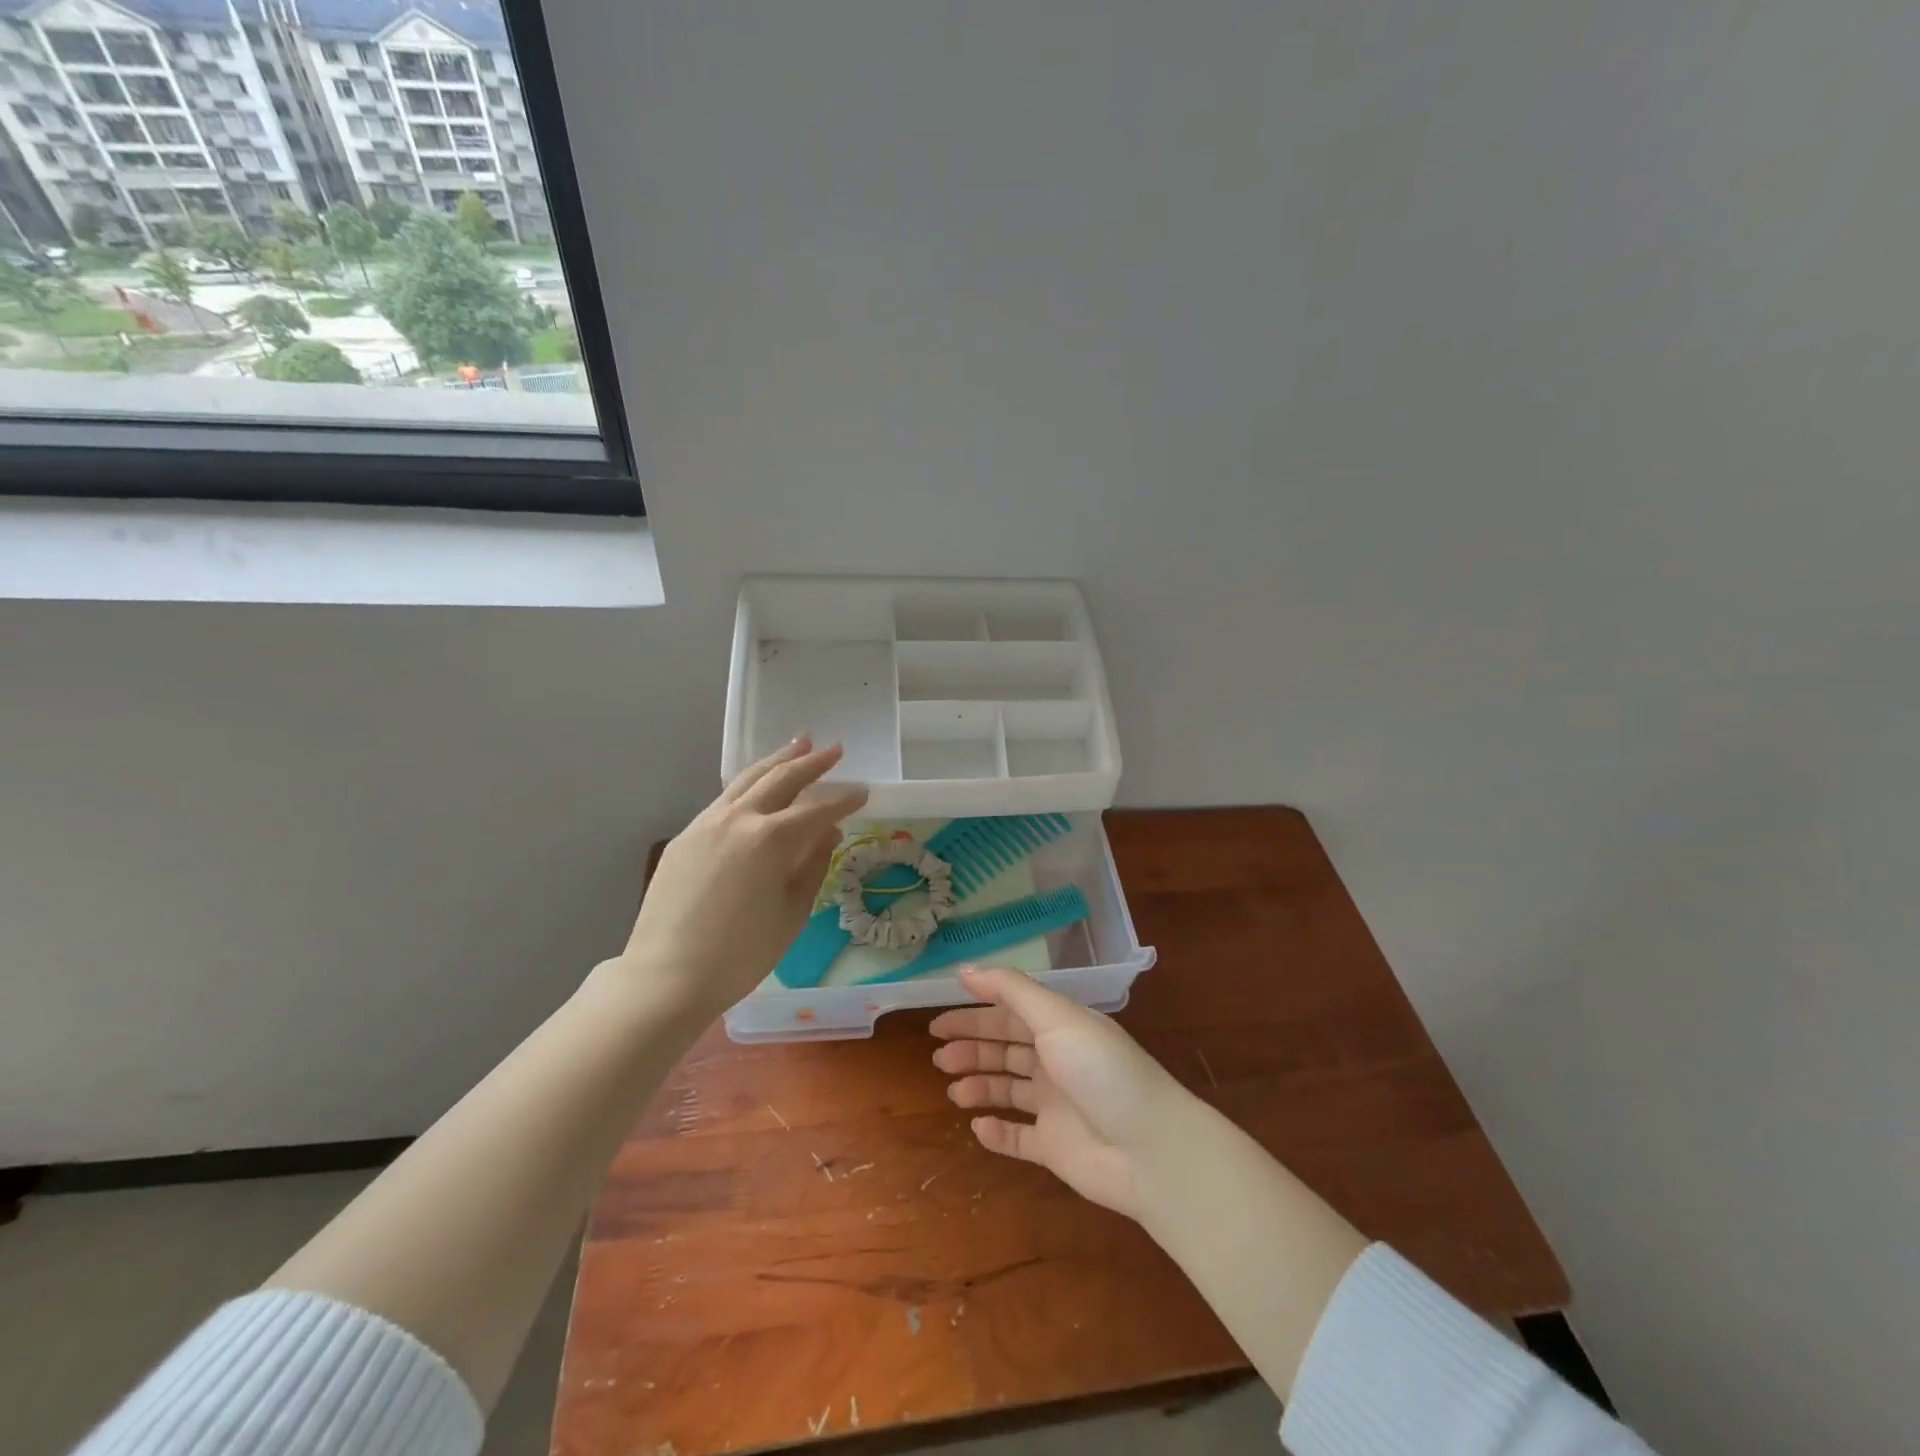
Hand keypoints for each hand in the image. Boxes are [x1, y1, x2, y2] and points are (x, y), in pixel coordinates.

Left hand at [616, 735, 867, 1015]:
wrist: (666, 977)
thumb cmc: (741, 954)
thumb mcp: (792, 912)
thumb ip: (813, 865)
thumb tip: (829, 833)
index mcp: (771, 839)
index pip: (817, 810)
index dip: (844, 799)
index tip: (864, 791)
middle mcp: (738, 819)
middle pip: (781, 779)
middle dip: (811, 762)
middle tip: (834, 749)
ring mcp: (706, 824)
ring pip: (747, 780)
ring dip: (776, 761)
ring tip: (798, 744)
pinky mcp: (685, 837)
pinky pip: (724, 800)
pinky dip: (748, 785)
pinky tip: (757, 787)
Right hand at [930, 965, 1196, 1220]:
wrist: (1150, 1149)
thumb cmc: (1101, 1070)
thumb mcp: (1056, 1017)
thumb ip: (1010, 990)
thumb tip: (964, 968)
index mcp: (1060, 1027)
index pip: (1010, 1013)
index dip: (975, 1013)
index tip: (939, 1019)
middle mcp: (1057, 1061)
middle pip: (1005, 1048)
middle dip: (971, 1048)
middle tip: (938, 1055)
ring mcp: (1056, 1106)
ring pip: (1007, 1089)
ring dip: (979, 1085)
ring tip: (953, 1089)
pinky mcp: (1055, 1147)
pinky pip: (1018, 1137)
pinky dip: (997, 1132)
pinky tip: (978, 1126)